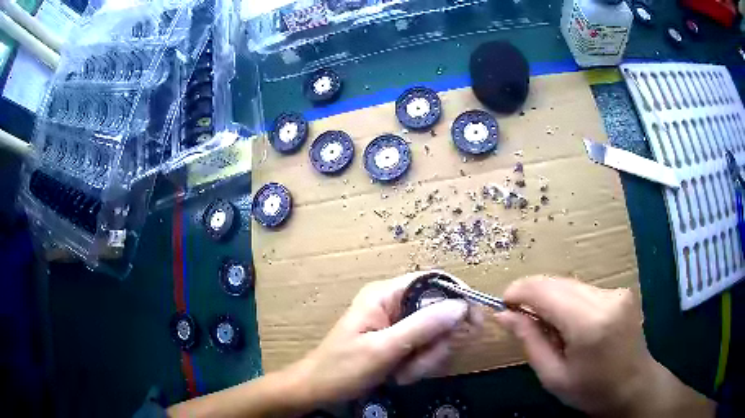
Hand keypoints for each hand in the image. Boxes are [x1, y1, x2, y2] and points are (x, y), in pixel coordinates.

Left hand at [288, 272, 479, 405]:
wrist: (318, 389)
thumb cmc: (343, 368)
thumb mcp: (383, 349)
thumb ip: (422, 327)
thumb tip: (461, 306)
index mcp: (385, 294)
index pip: (432, 281)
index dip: (457, 296)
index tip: (474, 321)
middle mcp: (394, 304)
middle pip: (438, 312)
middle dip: (436, 343)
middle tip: (421, 363)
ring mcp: (397, 324)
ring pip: (435, 335)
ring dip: (427, 359)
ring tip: (403, 374)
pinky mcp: (399, 341)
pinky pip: (425, 348)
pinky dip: (419, 364)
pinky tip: (400, 376)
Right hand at [495, 277, 713, 417]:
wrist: (633, 386)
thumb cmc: (591, 390)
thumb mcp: (553, 376)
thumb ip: (529, 341)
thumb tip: (504, 315)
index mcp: (590, 324)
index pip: (546, 292)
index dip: (519, 291)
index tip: (503, 304)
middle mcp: (606, 298)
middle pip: (558, 283)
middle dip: (532, 294)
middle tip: (517, 315)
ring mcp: (617, 291)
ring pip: (570, 283)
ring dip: (550, 297)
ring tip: (542, 322)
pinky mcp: (621, 290)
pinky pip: (583, 289)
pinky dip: (567, 300)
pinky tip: (566, 321)